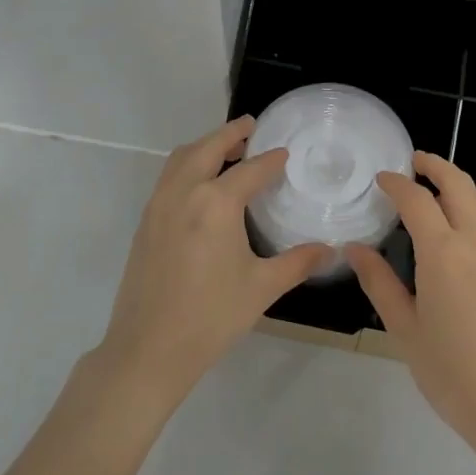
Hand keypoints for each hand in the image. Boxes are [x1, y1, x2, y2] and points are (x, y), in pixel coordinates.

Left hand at [98, 117, 325, 410]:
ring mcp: (158, 205)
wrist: (149, 348)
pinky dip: (187, 165)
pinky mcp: (145, 222)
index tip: (285, 153)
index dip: (271, 160)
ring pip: (181, 159)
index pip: (251, 169)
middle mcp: (184, 192)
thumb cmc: (211, 316)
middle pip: (207, 148)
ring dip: (204, 146)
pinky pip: (168, 178)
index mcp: (216, 203)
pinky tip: (201, 185)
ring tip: (226, 149)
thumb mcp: (262, 288)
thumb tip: (330, 249)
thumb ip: (298, 262)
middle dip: (230, 133)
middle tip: (251, 126)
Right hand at [346, 152, 475, 450]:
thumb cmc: (451, 372)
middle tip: (413, 161)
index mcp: (443, 253)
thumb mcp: (404, 329)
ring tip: (432, 185)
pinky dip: (469, 207)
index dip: (397, 184)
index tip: (380, 178)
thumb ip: (379, 283)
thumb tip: (355, 248)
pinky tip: (452, 225)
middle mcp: (475, 243)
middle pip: (459, 186)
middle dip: (436, 166)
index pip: (418, 200)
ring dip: (456, 183)